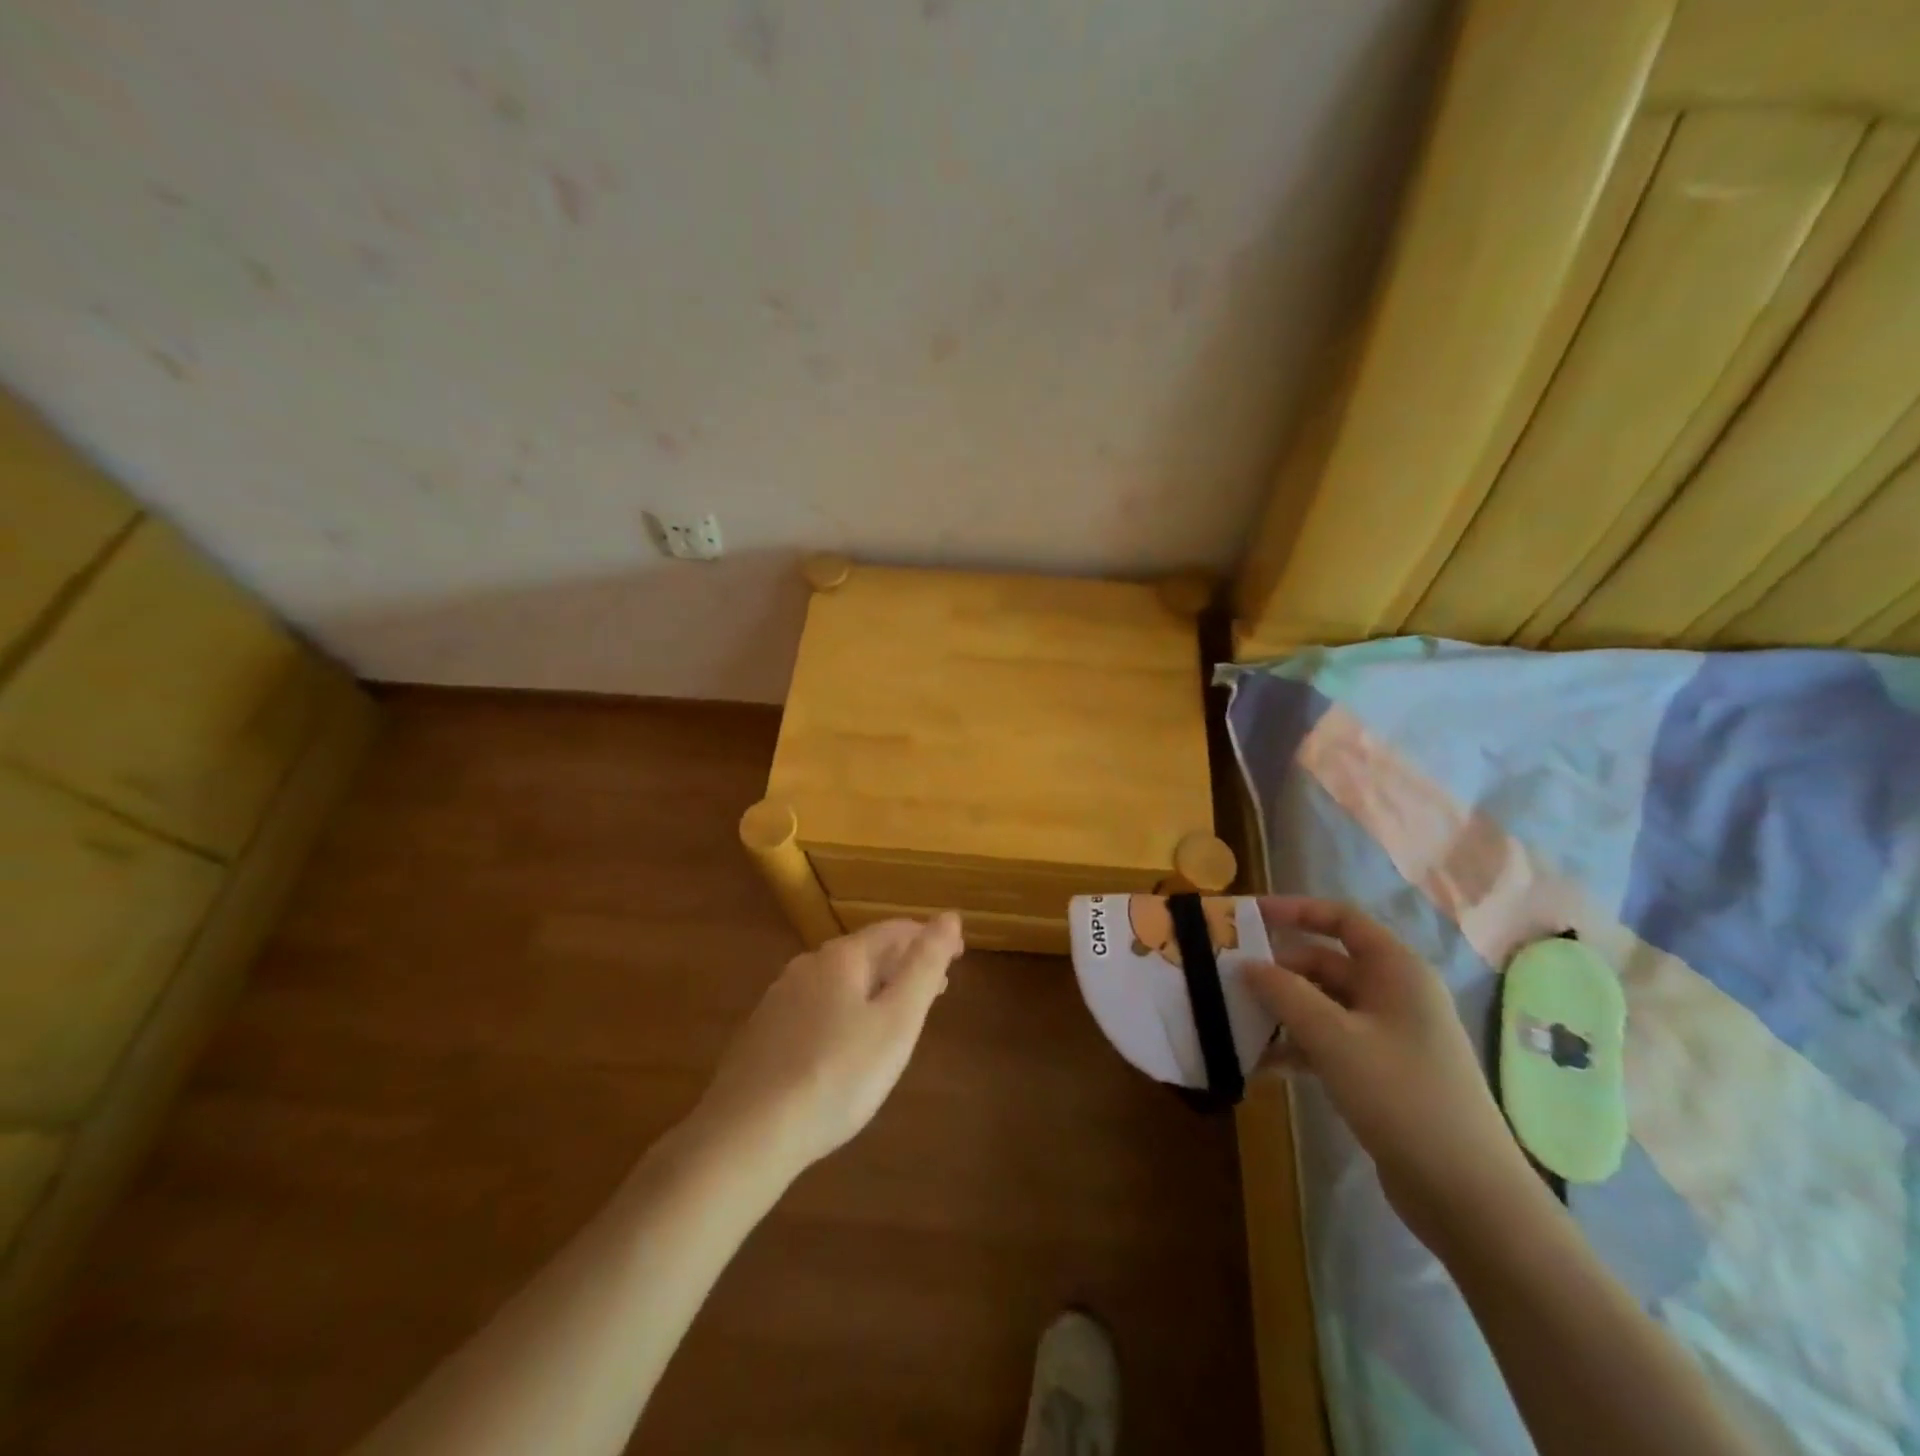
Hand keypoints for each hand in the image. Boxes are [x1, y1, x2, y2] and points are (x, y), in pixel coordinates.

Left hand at [693, 914, 963, 1175]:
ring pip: (840, 980)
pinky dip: (845, 1009)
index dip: (931, 938)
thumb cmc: (838, 1075)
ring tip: (897, 1013)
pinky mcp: (763, 1031)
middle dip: (904, 964)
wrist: (748, 1133)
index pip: (896, 931)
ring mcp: (780, 997)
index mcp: (842, 957)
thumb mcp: (897, 1021)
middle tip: (936, 988)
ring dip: (875, 987)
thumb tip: (949, 916)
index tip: (959, 955)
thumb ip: (925, 966)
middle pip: (866, 952)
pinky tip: (847, 1041)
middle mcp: (808, 965)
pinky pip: (816, 1005)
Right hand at [1246, 897, 1539, 1249]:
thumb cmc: (1401, 1096)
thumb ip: (1284, 993)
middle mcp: (1395, 994)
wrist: (1468, 1195)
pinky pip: (1331, 1042)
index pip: (1341, 919)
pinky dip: (1298, 1047)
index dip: (1295, 910)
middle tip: (1229, 979)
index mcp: (1396, 970)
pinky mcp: (1382, 1073)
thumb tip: (1246, 964)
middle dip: (1278, 970)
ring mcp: (1390, 1035)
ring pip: (1324, 1005)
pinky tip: (1263, 1066)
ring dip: (1283, 1011)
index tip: (1248, 917)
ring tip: (1236, 1022)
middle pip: (1326, 962)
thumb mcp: (1333, 1038)